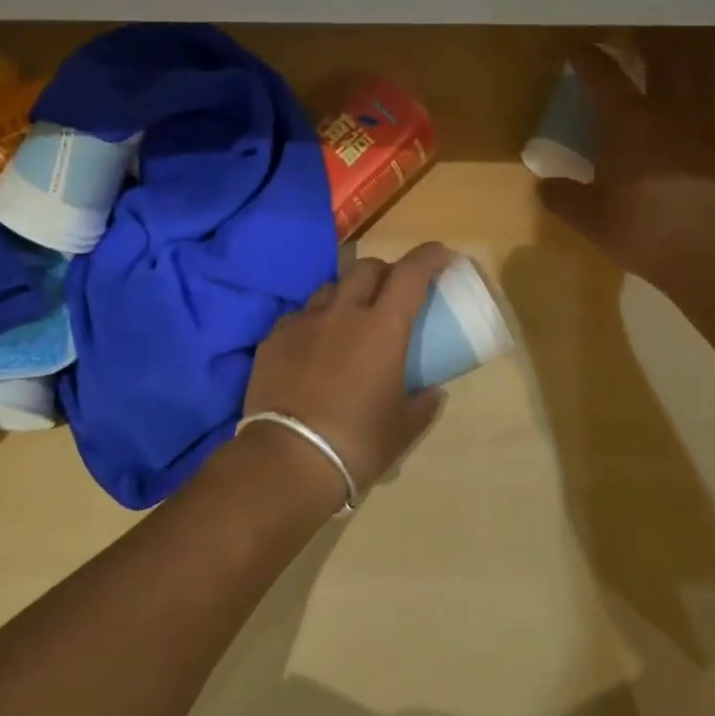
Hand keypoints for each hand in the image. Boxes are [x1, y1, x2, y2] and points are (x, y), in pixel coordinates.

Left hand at [243, 243, 453, 499]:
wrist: (288, 459)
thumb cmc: (357, 443)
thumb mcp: (403, 428)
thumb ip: (424, 404)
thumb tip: (433, 391)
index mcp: (383, 327)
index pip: (411, 273)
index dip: (428, 257)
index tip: (441, 255)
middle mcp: (343, 313)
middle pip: (366, 268)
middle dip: (384, 271)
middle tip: (392, 292)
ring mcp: (303, 322)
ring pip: (329, 288)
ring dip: (346, 294)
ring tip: (349, 320)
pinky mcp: (273, 338)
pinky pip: (299, 316)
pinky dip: (314, 322)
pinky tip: (313, 346)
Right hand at [538, 30, 714, 286]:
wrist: (712, 251)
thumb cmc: (641, 229)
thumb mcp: (589, 218)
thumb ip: (564, 197)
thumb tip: (545, 186)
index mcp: (626, 122)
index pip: (603, 76)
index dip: (587, 58)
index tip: (576, 48)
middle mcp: (666, 112)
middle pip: (661, 60)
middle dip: (646, 44)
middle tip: (635, 38)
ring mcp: (703, 127)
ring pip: (696, 77)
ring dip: (685, 61)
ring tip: (674, 59)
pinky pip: (714, 110)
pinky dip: (704, 100)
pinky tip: (696, 112)